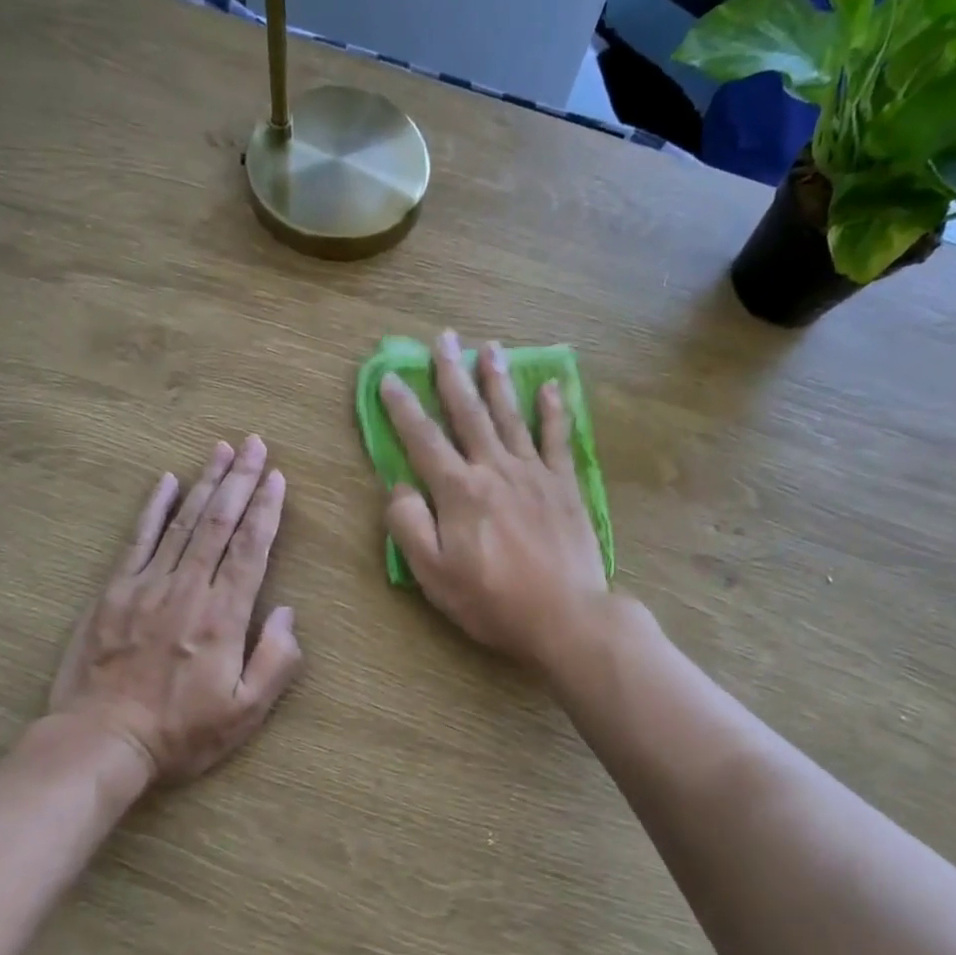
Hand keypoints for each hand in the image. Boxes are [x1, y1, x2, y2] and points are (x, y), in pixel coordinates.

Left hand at [48, 436, 302, 787]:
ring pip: (182, 522)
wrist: (101, 742)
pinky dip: (154, 507)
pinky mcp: (113, 592)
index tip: (277, 476)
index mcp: (223, 617)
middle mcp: (187, 590)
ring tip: (222, 449)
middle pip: (219, 523)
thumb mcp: (245, 712)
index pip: (250, 549)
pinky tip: (166, 480)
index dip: (266, 509)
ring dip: (205, 482)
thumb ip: (277, 661)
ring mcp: (146, 586)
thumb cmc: (181, 733)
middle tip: (255, 444)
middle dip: (241, 480)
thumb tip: (289, 612)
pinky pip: (137, 539)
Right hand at [378, 330, 608, 672]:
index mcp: (459, 490)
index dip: (402, 407)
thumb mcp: (433, 574)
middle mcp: (494, 469)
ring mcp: (534, 473)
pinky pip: (557, 438)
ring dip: (497, 379)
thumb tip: (400, 487)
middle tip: (443, 338)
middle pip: (468, 412)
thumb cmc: (492, 601)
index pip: (423, 439)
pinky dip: (553, 410)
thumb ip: (409, 526)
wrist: (566, 616)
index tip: (389, 377)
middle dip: (452, 373)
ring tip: (489, 346)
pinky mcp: (564, 485)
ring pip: (510, 415)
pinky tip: (550, 386)